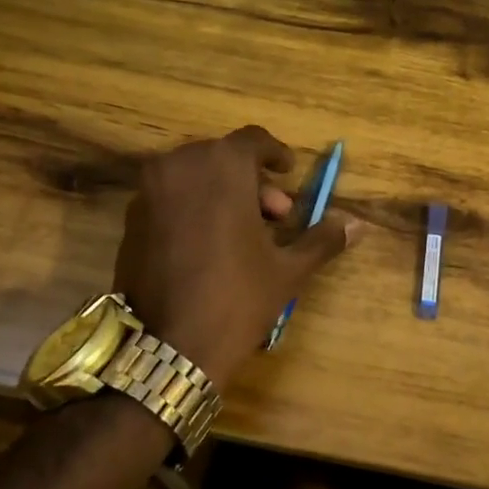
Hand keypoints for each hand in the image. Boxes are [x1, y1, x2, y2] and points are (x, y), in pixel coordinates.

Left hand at [113, 126, 358, 389]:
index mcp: (222, 166)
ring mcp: (149, 192)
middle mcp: (180, 166)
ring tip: (245, 234)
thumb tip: (357, 225)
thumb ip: (322, 239)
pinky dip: (194, 207)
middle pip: (223, 158)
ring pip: (194, 176)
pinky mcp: (131, 219)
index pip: (253, 140)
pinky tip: (210, 245)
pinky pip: (171, 197)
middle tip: (276, 217)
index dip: (275, 154)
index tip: (288, 172)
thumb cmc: (237, 298)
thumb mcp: (287, 269)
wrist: (169, 348)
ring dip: (223, 193)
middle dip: (253, 182)